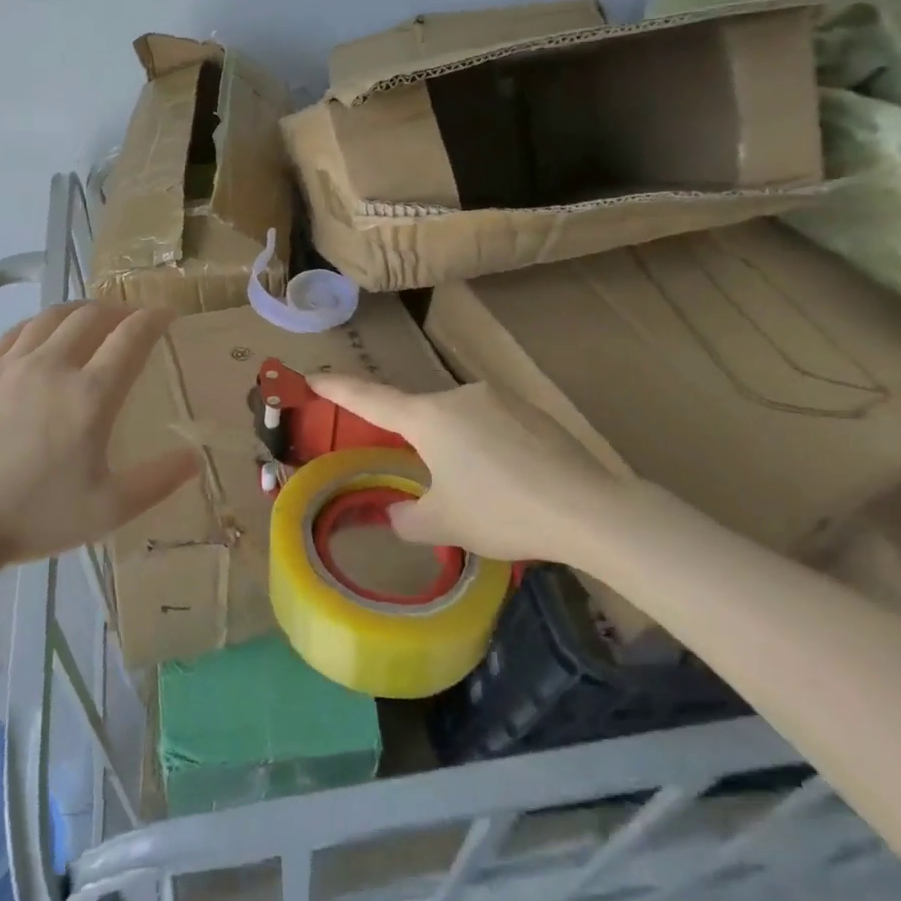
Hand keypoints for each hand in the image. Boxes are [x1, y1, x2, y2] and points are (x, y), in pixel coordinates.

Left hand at [0, 302, 199, 566]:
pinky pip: (17, 332)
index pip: (131, 336)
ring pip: (53, 316)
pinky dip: (41, 324)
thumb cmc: (34, 517)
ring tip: (92, 321)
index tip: (168, 315)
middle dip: (120, 311)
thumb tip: (194, 458)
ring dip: (81, 311)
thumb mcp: (108, 509)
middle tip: (132, 322)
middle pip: (92, 316)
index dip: (154, 318)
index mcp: (90, 395)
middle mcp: (53, 365)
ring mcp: (11, 365)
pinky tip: (42, 336)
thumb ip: (157, 481)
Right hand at [309, 377, 623, 564]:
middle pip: (420, 415)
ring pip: (459, 422)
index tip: (313, 376)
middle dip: (416, 444)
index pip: (370, 399)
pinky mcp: (530, 410)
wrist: (588, 508)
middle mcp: (459, 395)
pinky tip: (509, 483)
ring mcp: (498, 398)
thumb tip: (397, 512)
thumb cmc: (501, 512)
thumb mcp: (444, 524)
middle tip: (431, 484)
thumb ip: (407, 518)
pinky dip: (488, 449)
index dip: (338, 388)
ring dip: (456, 449)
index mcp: (428, 417)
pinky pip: (492, 425)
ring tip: (480, 493)